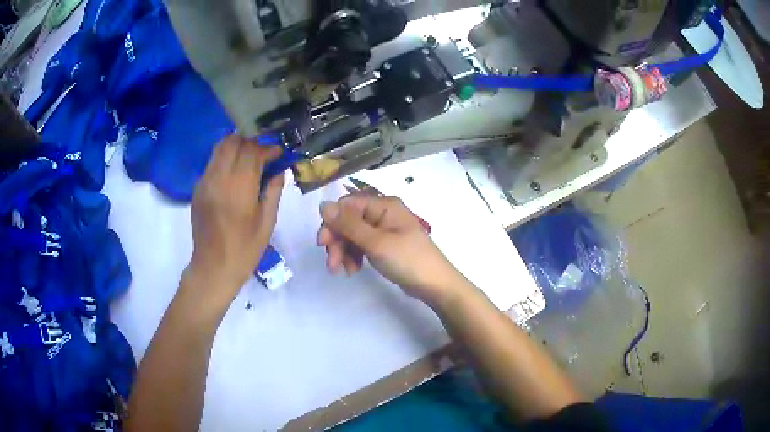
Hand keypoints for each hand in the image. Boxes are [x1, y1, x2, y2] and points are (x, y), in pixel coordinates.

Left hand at [185, 135, 283, 307]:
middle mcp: (218, 177)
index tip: (278, 153)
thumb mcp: (267, 222)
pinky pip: (212, 163)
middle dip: (250, 141)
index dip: (267, 147)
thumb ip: (273, 191)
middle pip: (233, 141)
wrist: (213, 267)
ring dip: (236, 147)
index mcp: (239, 186)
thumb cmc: (245, 249)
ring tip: (249, 159)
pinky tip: (234, 175)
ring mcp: (204, 182)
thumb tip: (279, 171)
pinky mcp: (197, 189)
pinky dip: (225, 160)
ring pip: (219, 148)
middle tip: (263, 153)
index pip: (252, 150)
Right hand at [318, 194, 467, 306]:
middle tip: (332, 264)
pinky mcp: (384, 245)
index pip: (347, 205)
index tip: (323, 244)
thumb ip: (348, 224)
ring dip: (344, 251)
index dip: (332, 223)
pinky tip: (353, 270)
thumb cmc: (408, 260)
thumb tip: (323, 205)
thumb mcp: (376, 243)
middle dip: (338, 241)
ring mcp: (384, 230)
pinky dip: (354, 256)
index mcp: (384, 205)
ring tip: (344, 271)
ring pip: (353, 235)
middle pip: (348, 221)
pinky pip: (362, 245)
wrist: (435, 285)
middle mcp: (383, 213)